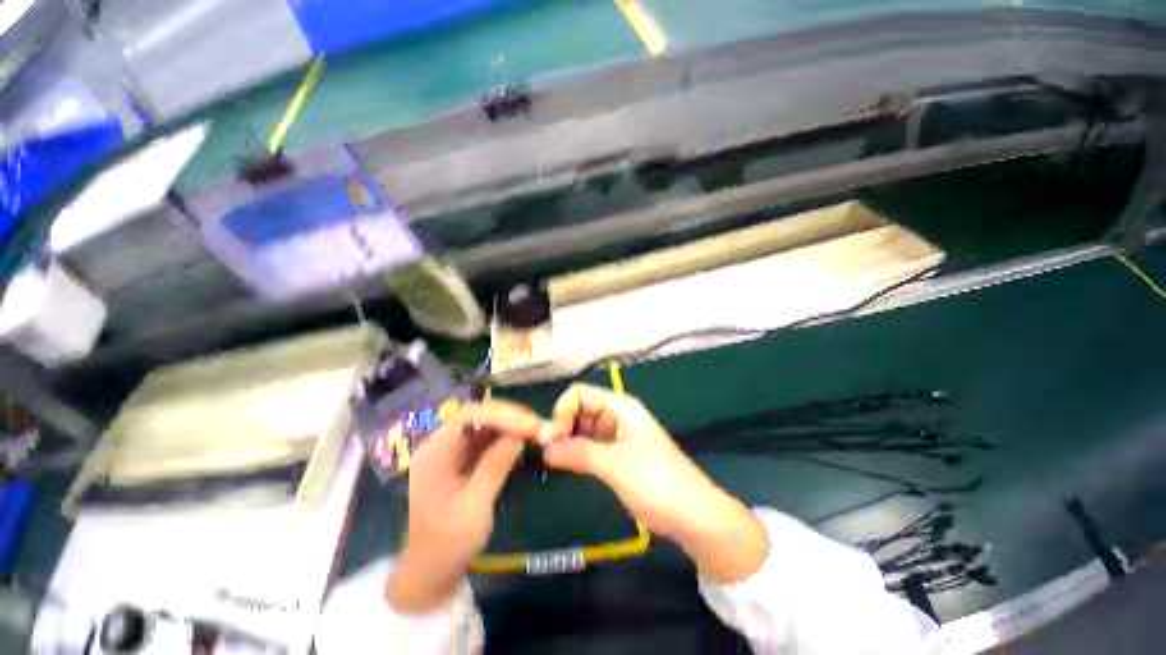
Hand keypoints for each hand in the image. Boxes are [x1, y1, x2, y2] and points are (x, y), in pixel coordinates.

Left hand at [387, 401, 545, 610]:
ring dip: (513, 424)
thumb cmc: (448, 543)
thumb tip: (519, 436)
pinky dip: (510, 435)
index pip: (469, 416)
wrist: (434, 571)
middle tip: (539, 427)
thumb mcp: (473, 507)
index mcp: (434, 452)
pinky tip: (526, 438)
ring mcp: (455, 450)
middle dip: (510, 417)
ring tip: (538, 430)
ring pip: (488, 424)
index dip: (502, 415)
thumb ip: (494, 467)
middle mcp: (443, 443)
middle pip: (479, 415)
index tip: (531, 426)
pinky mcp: (467, 458)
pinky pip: (490, 438)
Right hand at [541, 384, 768, 582]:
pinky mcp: (617, 455)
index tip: (551, 439)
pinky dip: (576, 452)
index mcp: (620, 407)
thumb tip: (545, 447)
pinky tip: (566, 465)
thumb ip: (578, 452)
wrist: (693, 515)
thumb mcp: (615, 464)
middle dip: (562, 426)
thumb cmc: (656, 481)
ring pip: (583, 428)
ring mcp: (617, 436)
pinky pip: (590, 446)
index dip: (562, 411)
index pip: (580, 394)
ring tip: (554, 461)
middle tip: (548, 453)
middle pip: (580, 409)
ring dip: (567, 440)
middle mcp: (617, 416)